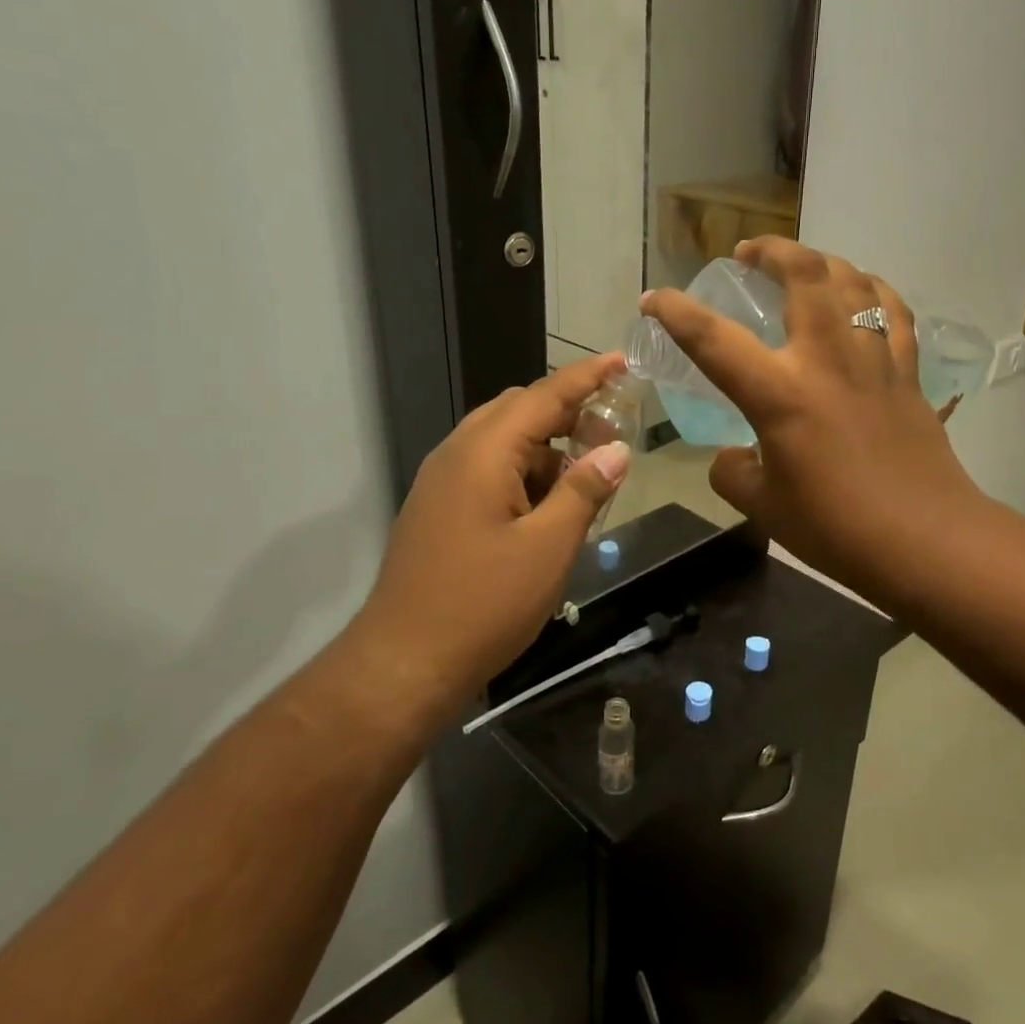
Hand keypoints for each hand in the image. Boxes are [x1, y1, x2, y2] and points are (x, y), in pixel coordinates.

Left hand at [352, 354, 632, 698]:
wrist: (403, 663)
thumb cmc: (482, 604)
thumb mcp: (548, 548)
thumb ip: (584, 491)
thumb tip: (616, 450)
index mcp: (484, 453)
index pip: (543, 396)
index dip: (586, 377)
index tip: (621, 360)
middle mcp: (457, 455)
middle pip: (519, 411)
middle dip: (568, 414)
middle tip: (612, 435)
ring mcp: (441, 483)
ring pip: (503, 443)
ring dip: (547, 449)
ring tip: (586, 481)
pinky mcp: (438, 510)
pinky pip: (487, 471)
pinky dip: (524, 475)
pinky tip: (548, 510)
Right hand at [641, 239, 984, 606]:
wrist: (924, 540)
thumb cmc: (836, 528)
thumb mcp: (763, 507)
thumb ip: (733, 473)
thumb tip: (733, 456)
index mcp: (780, 394)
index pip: (713, 339)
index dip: (675, 312)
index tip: (653, 298)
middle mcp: (827, 360)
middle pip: (802, 274)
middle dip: (770, 250)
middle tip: (747, 253)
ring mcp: (874, 360)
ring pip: (852, 281)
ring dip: (821, 260)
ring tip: (801, 265)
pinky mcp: (907, 373)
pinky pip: (894, 312)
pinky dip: (873, 290)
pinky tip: (863, 292)